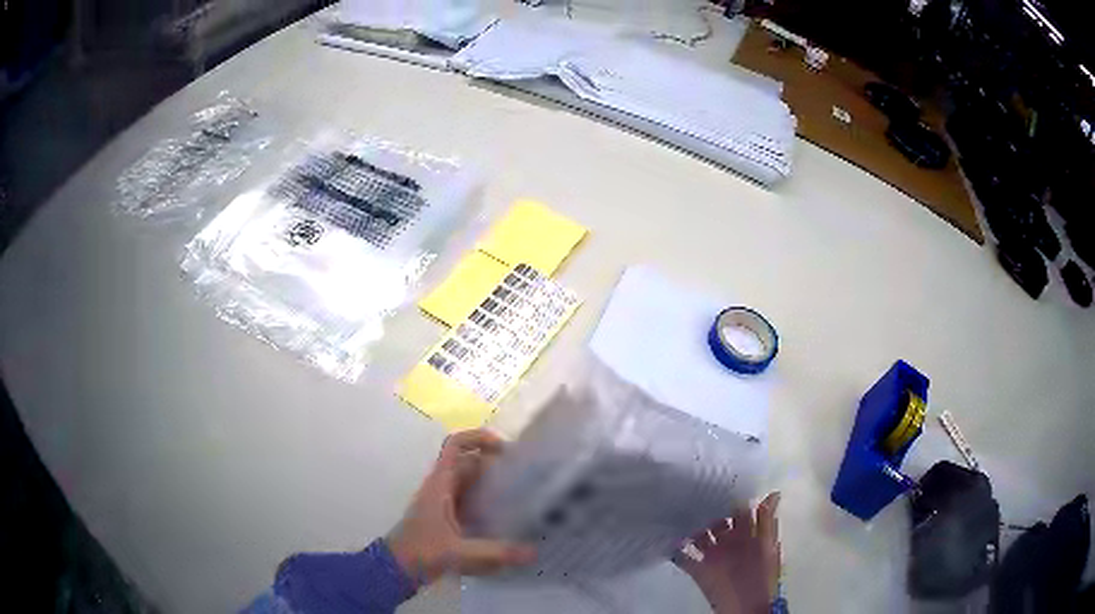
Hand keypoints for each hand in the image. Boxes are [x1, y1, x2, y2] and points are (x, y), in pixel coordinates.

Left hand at [387, 429, 535, 586]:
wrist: (397, 568)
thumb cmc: (421, 552)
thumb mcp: (459, 552)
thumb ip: (495, 553)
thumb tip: (534, 553)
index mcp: (440, 483)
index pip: (456, 444)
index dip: (479, 438)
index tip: (506, 449)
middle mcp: (442, 487)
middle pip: (470, 462)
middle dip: (496, 463)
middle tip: (527, 474)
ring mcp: (444, 501)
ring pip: (471, 480)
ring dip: (493, 481)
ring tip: (524, 493)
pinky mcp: (448, 517)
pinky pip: (471, 498)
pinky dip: (488, 500)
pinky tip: (508, 516)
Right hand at [673, 493, 781, 613]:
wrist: (748, 608)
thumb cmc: (761, 576)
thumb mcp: (767, 547)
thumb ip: (766, 522)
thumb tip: (774, 493)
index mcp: (748, 536)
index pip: (739, 512)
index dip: (731, 497)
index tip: (718, 478)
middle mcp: (729, 543)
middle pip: (716, 523)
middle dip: (705, 510)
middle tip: (689, 492)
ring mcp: (713, 557)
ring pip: (699, 538)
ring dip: (688, 528)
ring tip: (673, 512)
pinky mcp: (699, 571)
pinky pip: (684, 558)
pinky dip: (675, 551)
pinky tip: (665, 541)